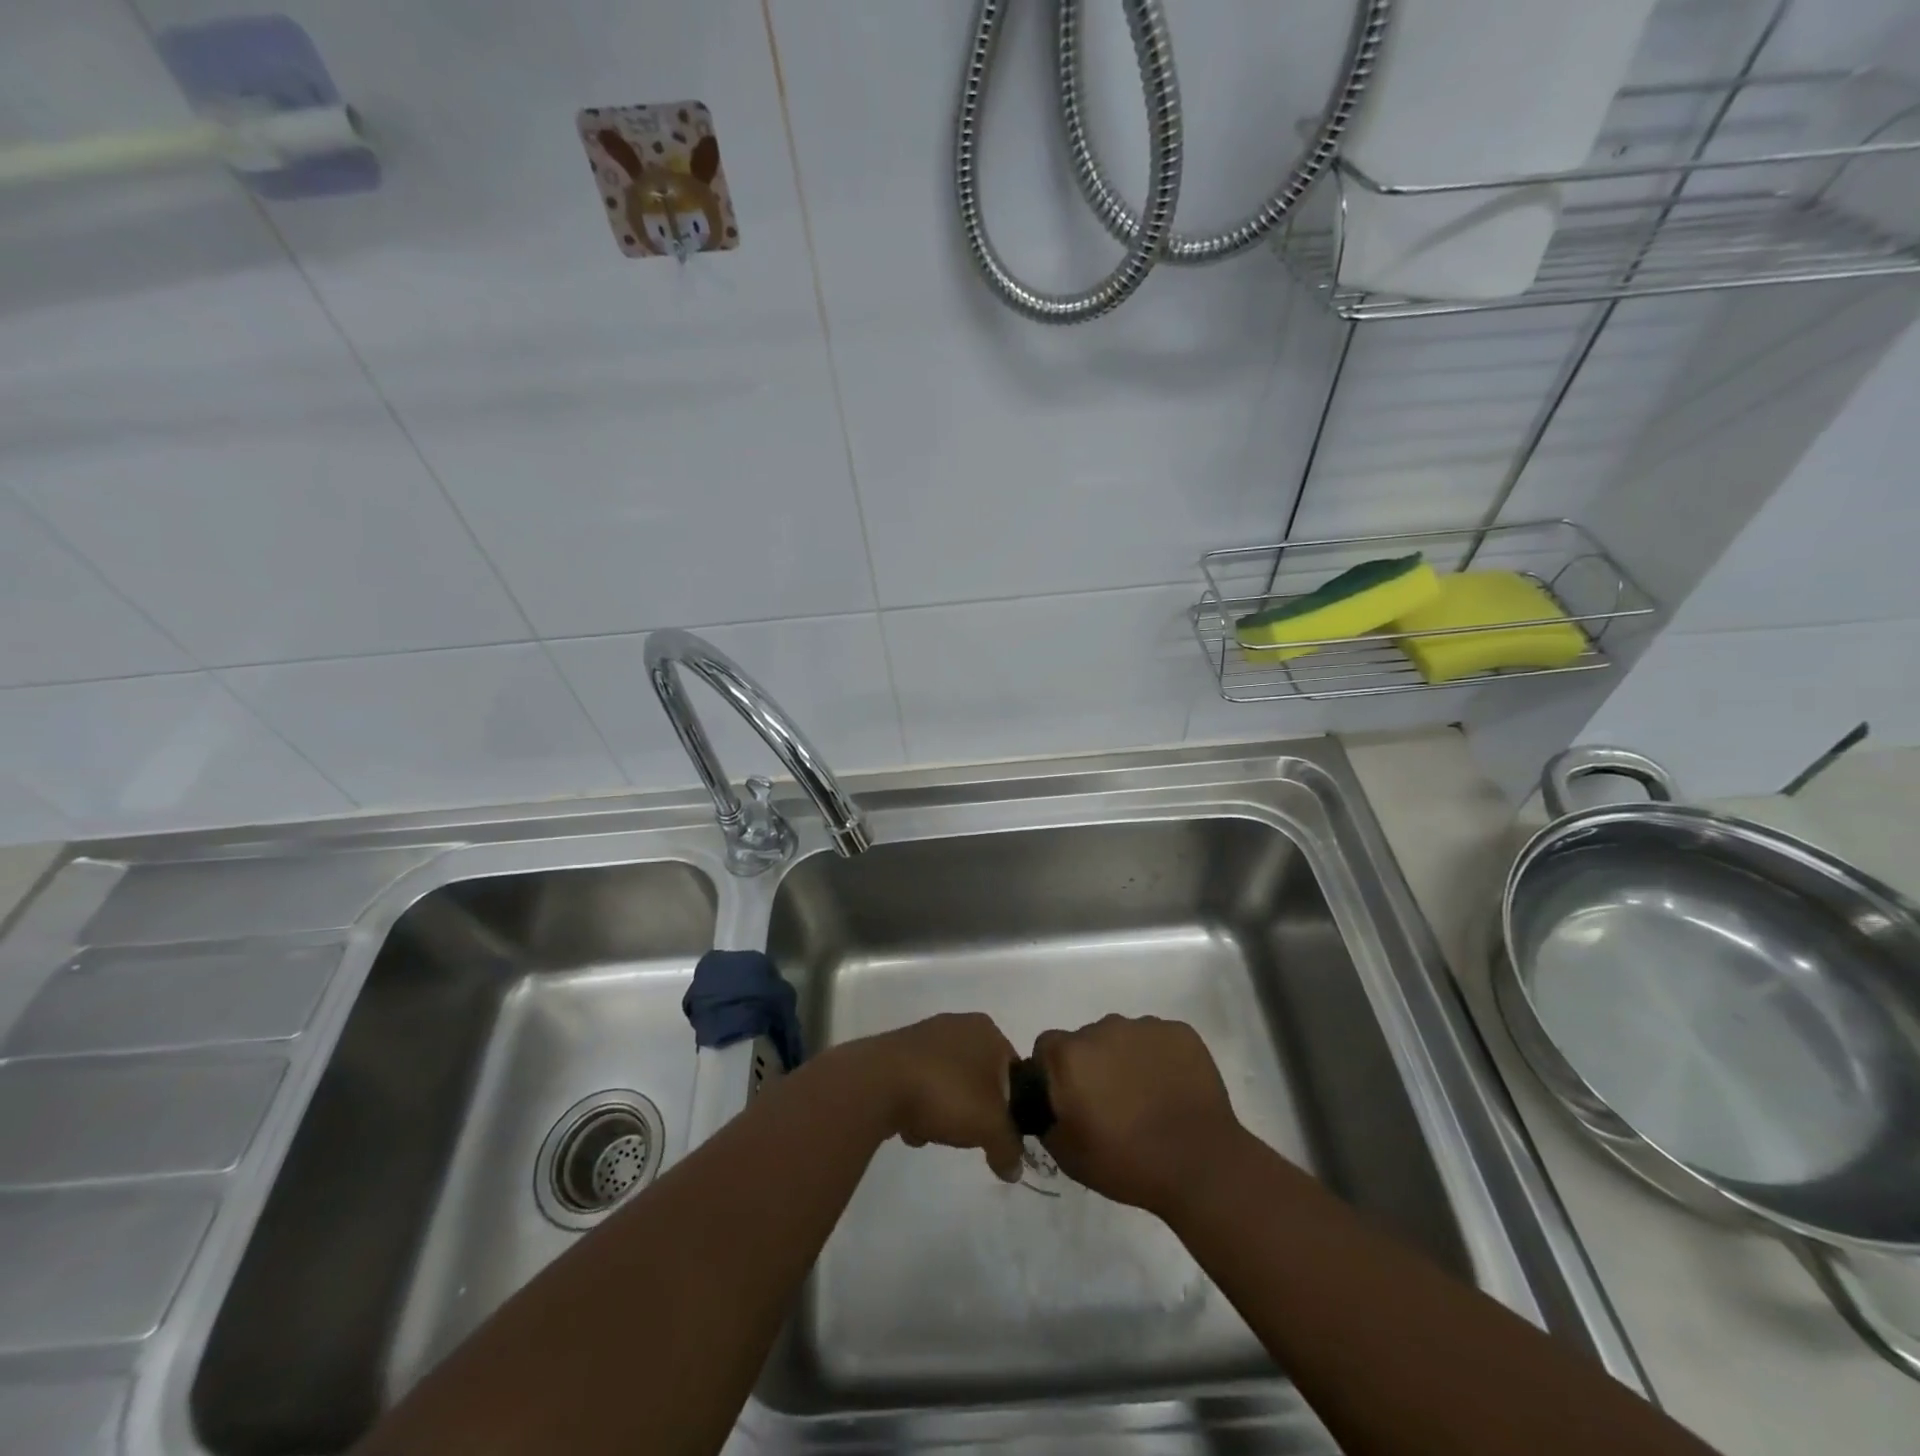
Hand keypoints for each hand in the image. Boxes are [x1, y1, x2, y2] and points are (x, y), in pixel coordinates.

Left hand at [858, 1013, 1024, 1182]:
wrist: (879, 1083)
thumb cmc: (947, 1093)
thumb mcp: (990, 1127)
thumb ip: (1008, 1147)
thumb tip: (1014, 1168)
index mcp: (986, 1030)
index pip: (1012, 1070)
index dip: (1012, 1104)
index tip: (1001, 1130)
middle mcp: (958, 1025)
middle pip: (978, 1079)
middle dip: (974, 1110)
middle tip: (968, 1132)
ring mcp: (924, 1036)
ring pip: (948, 1084)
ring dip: (944, 1111)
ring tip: (934, 1132)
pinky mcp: (897, 1053)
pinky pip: (919, 1085)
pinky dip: (918, 1106)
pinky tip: (909, 1125)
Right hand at [1033, 1014, 1245, 1217]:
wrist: (1201, 1165)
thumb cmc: (1127, 1163)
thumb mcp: (1067, 1154)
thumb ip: (1045, 1117)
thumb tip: (1047, 1101)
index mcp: (1070, 1055)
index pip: (1047, 1048)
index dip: (1054, 1072)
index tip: (1070, 1099)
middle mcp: (1103, 1028)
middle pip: (1087, 1040)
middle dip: (1093, 1065)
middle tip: (1110, 1104)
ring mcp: (1144, 1026)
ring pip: (1123, 1037)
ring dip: (1126, 1060)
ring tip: (1146, 1098)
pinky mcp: (1179, 1031)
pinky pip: (1158, 1040)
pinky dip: (1159, 1059)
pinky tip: (1171, 1090)